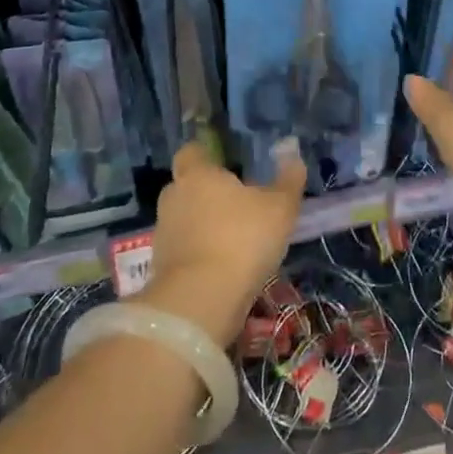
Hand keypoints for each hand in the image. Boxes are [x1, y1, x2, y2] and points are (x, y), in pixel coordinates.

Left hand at [138, 141, 304, 345]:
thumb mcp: (280, 207)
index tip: (227, 165)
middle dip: (208, 194)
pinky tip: (223, 268)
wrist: (200, 303)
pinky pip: (183, 252)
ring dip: (203, 227)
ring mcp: (163, 235)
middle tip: (237, 204)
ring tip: (234, 240)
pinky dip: (199, 256)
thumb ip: (288, 179)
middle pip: (187, 187)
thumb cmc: (242, 239)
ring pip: (185, 221)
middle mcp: (174, 198)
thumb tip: (292, 150)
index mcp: (197, 174)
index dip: (207, 156)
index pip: (192, 152)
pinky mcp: (160, 269)